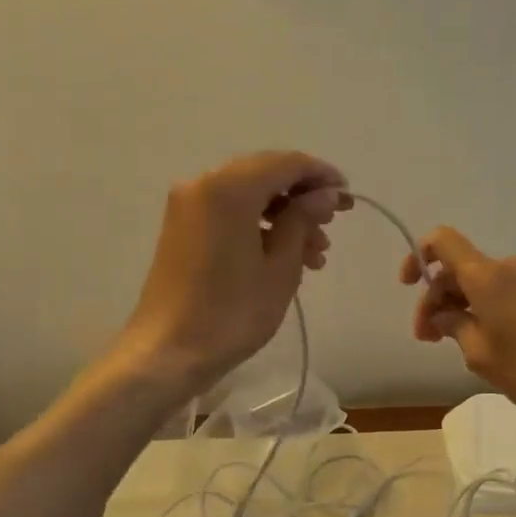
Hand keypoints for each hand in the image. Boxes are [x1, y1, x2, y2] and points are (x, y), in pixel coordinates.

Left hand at [116, 151, 349, 399]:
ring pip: (249, 195)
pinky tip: (286, 256)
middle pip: (265, 175)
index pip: (286, 163)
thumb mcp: (280, 267)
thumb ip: (303, 220)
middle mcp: (204, 184)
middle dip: (303, 197)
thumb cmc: (232, 312)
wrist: (167, 352)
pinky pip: (230, 212)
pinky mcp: (182, 227)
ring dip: (284, 215)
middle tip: (333, 225)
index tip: (348, 196)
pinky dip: (259, 225)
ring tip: (316, 254)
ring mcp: (189, 205)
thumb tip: (325, 193)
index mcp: (230, 188)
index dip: (321, 175)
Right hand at [400, 228, 515, 420]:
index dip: (419, 256)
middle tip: (425, 337)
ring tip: (445, 341)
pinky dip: (478, 307)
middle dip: (435, 298)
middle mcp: (505, 267)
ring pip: (476, 281)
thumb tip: (442, 315)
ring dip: (456, 305)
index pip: (443, 241)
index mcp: (487, 275)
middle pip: (457, 268)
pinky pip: (496, 290)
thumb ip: (452, 324)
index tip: (408, 284)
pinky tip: (473, 337)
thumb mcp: (478, 351)